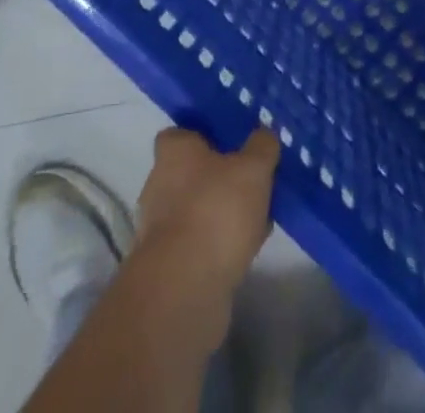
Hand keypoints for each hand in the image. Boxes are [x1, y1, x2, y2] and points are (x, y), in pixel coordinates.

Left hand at [134, 127, 280, 302]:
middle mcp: (159, 185)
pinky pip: (200, 243)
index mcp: (173, 153)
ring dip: (222, 214)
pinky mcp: (169, 266)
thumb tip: (264, 135)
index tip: (232, 143)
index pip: (180, 134)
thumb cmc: (216, 211)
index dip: (204, 136)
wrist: (185, 289)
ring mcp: (161, 229)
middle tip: (252, 181)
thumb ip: (262, 147)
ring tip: (258, 217)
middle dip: (218, 178)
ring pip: (197, 210)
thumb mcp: (253, 168)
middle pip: (191, 173)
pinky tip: (248, 248)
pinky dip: (220, 244)